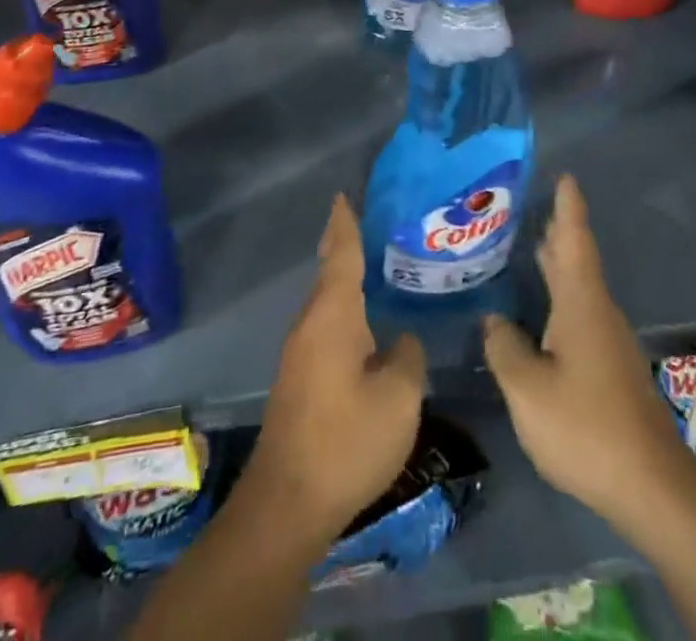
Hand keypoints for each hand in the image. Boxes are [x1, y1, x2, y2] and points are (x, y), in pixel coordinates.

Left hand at [239, 194, 426, 541]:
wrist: (288, 501)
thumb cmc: (347, 439)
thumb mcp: (398, 398)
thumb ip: (407, 357)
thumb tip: (401, 339)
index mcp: (333, 314)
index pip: (340, 253)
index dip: (345, 223)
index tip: (344, 194)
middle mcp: (310, 323)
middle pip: (330, 273)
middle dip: (345, 246)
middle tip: (372, 226)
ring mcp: (300, 352)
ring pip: (327, 303)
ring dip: (346, 282)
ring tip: (376, 270)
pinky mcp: (299, 379)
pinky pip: (325, 328)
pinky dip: (345, 312)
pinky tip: (365, 327)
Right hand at [483, 175, 690, 534]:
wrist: (651, 486)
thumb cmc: (585, 426)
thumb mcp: (527, 389)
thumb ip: (503, 347)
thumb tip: (492, 320)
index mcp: (580, 304)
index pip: (574, 240)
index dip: (568, 206)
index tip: (564, 175)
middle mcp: (597, 312)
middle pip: (576, 258)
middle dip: (557, 229)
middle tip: (528, 203)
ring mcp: (607, 341)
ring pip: (578, 286)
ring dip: (556, 262)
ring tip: (526, 244)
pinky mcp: (609, 367)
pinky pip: (578, 312)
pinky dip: (558, 294)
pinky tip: (538, 309)